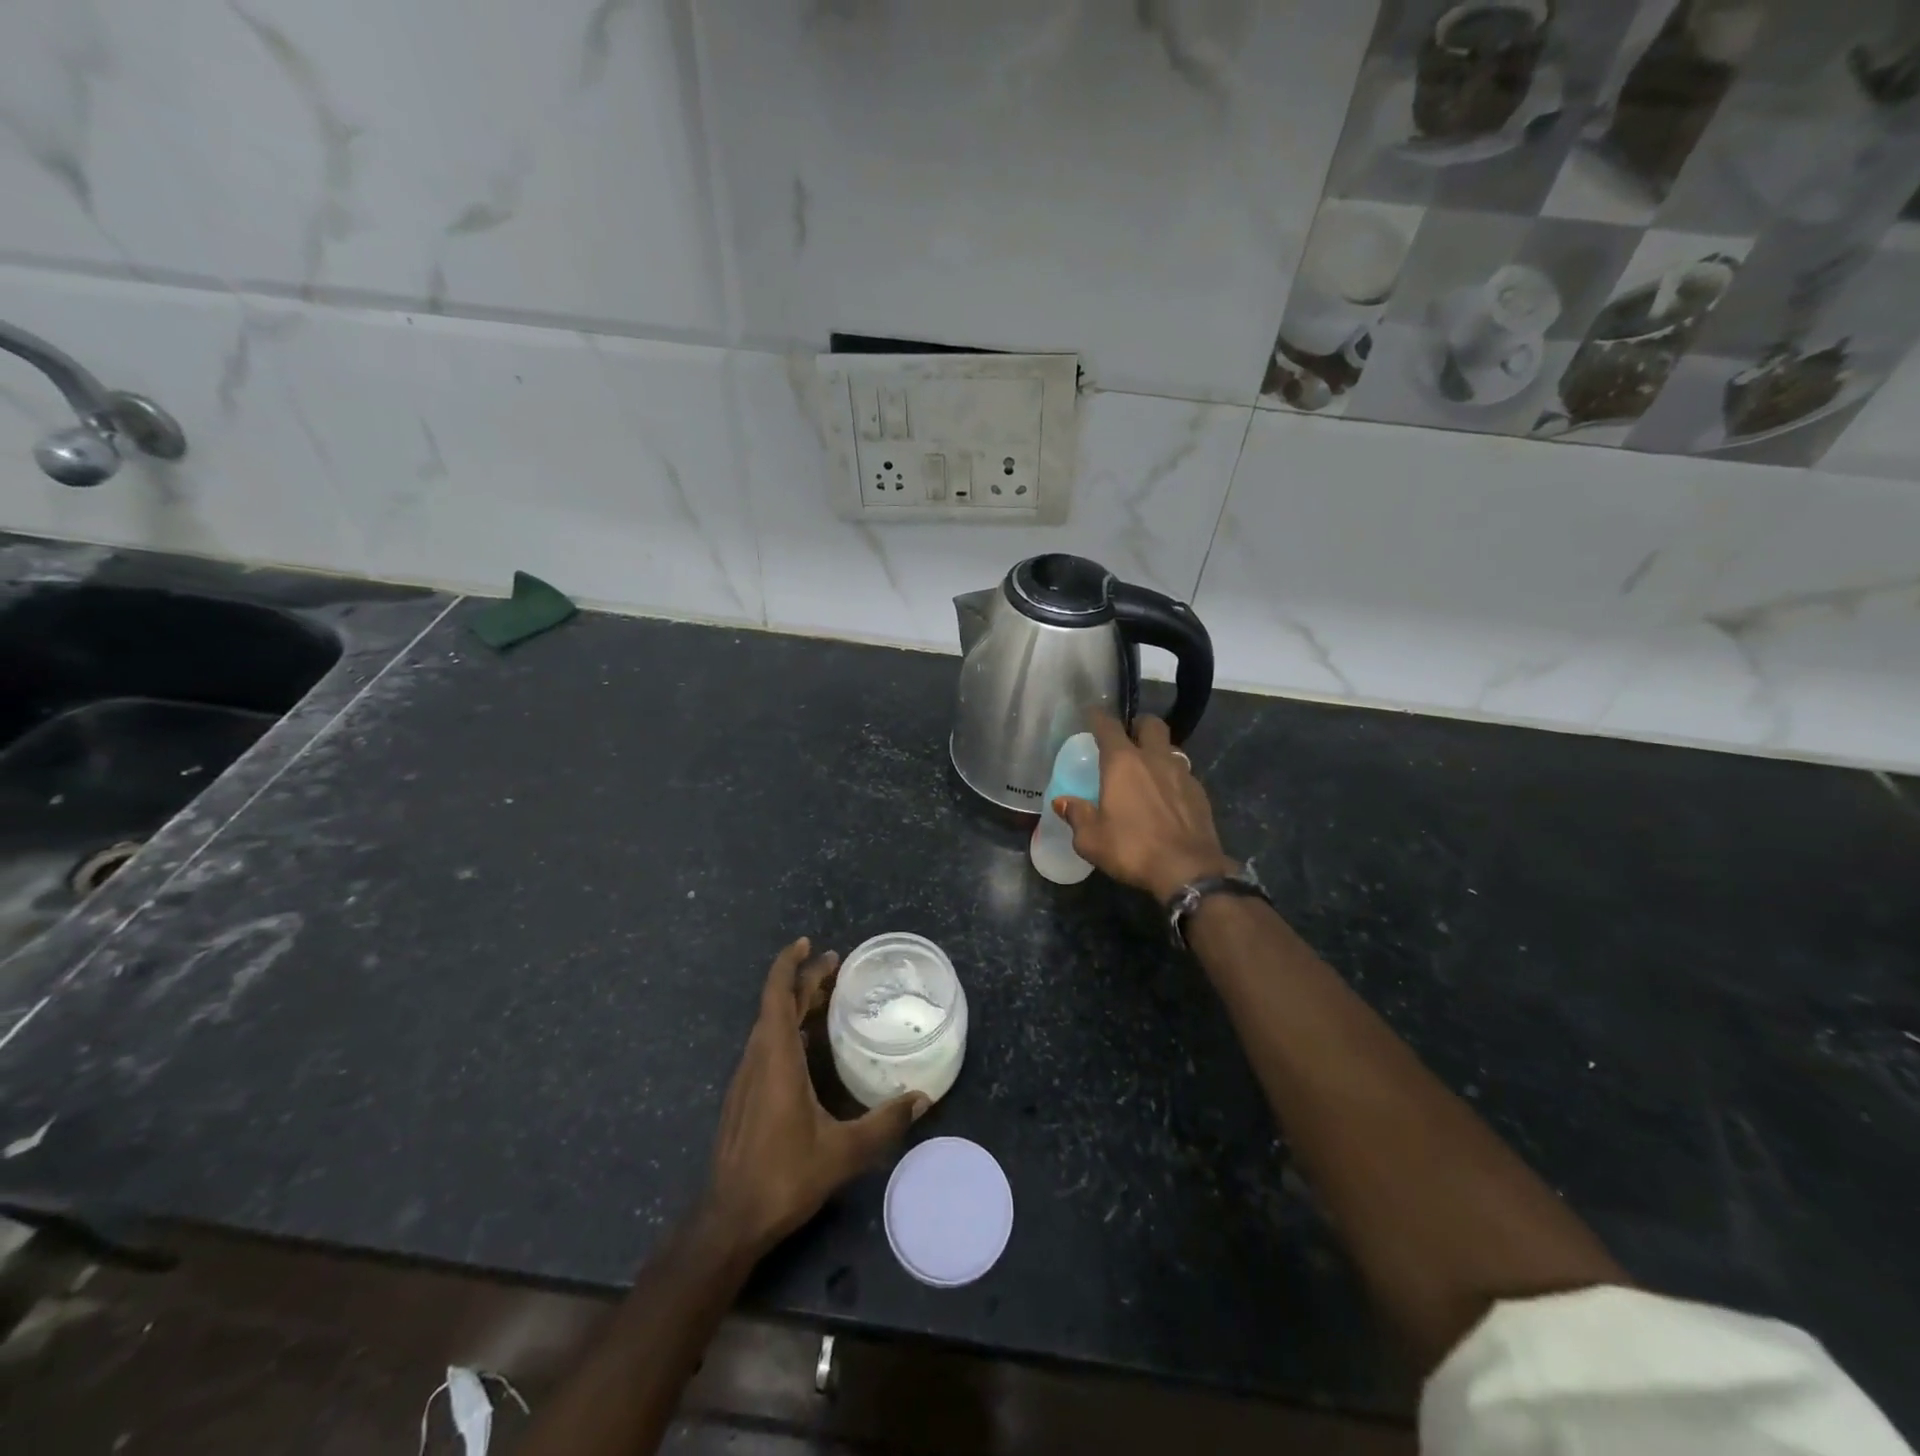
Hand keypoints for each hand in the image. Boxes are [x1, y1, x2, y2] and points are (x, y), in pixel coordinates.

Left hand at [704, 937, 927, 1256]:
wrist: (730, 1220)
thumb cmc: (784, 1177)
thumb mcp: (843, 1152)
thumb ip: (884, 1123)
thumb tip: (923, 1099)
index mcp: (776, 1058)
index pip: (776, 994)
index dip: (789, 964)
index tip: (809, 944)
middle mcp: (757, 1059)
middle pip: (776, 1004)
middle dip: (803, 980)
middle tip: (835, 965)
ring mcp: (746, 1078)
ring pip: (769, 1025)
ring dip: (794, 1004)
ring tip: (826, 997)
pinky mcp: (743, 1096)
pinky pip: (766, 1045)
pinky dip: (787, 1028)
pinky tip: (808, 1043)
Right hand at [1054, 711, 1236, 901]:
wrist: (1188, 870)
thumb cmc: (1132, 849)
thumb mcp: (1091, 839)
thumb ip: (1076, 815)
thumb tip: (1062, 802)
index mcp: (1123, 762)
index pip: (1108, 726)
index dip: (1098, 717)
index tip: (1091, 715)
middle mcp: (1154, 758)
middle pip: (1150, 724)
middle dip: (1138, 725)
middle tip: (1128, 738)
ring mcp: (1182, 773)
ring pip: (1170, 747)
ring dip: (1158, 751)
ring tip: (1148, 770)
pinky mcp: (1200, 792)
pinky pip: (1184, 773)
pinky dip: (1172, 776)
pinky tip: (1167, 796)